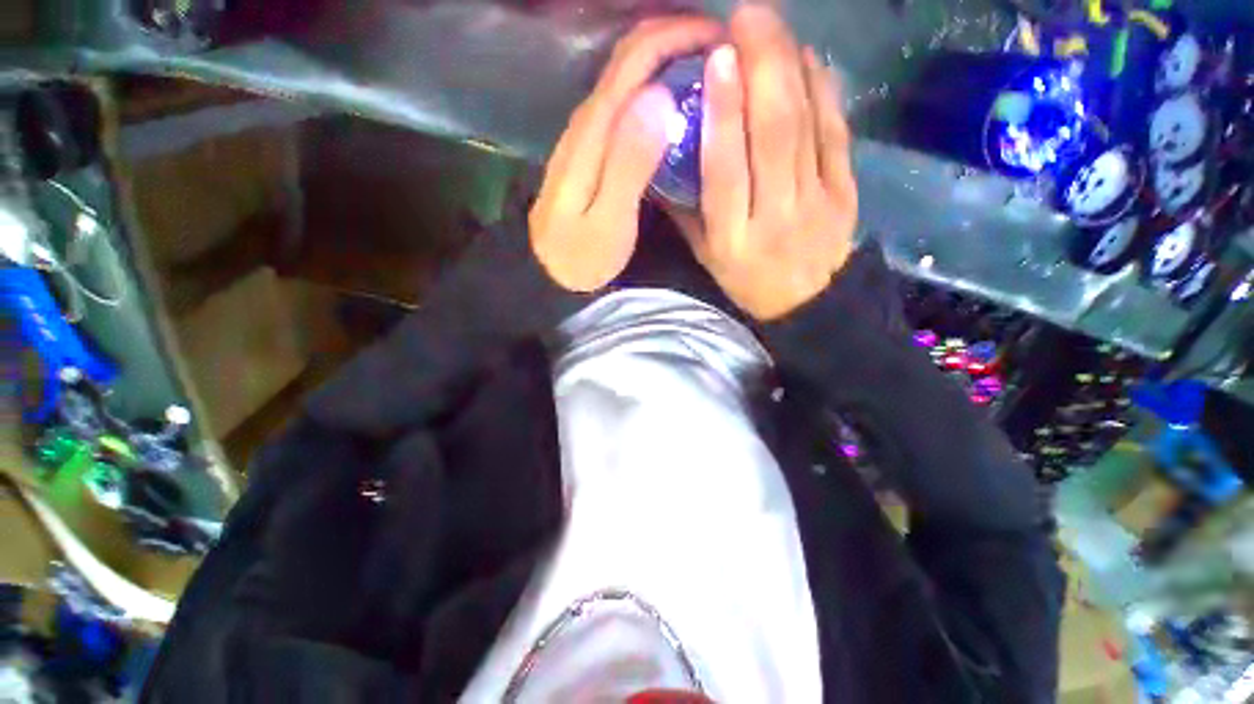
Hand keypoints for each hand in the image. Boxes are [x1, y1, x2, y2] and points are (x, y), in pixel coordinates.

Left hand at [530, 17, 720, 291]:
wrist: (547, 271)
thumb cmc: (581, 256)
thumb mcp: (608, 220)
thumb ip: (629, 163)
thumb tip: (660, 98)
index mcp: (594, 131)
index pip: (634, 59)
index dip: (678, 36)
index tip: (721, 40)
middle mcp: (588, 121)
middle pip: (629, 58)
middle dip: (676, 40)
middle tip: (722, 52)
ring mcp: (587, 135)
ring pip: (628, 77)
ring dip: (667, 61)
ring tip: (708, 71)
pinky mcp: (592, 150)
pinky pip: (626, 102)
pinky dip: (654, 89)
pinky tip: (676, 104)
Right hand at [675, 5, 857, 320]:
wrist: (807, 301)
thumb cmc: (746, 280)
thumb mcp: (706, 256)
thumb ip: (687, 211)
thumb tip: (667, 158)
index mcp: (732, 237)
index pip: (726, 171)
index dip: (723, 114)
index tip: (717, 59)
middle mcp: (774, 214)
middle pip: (772, 135)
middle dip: (762, 66)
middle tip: (748, 16)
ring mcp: (815, 200)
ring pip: (806, 125)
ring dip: (791, 67)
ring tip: (773, 25)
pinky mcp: (845, 191)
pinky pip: (836, 132)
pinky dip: (824, 90)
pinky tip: (809, 59)